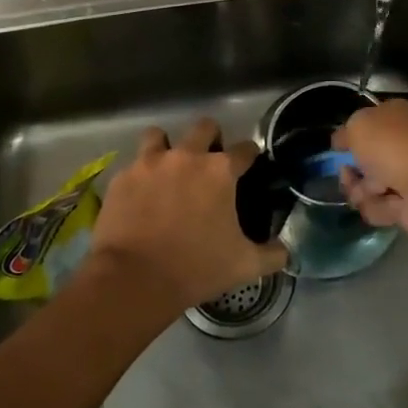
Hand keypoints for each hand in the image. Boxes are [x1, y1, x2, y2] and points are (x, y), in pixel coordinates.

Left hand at [89, 118, 288, 319]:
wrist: (134, 279)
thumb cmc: (196, 268)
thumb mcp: (245, 266)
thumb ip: (272, 254)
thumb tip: (285, 251)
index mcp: (220, 171)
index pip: (245, 149)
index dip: (250, 156)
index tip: (249, 165)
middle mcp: (186, 156)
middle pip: (204, 127)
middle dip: (211, 139)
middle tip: (209, 163)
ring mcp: (149, 163)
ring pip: (159, 136)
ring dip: (167, 147)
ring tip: (168, 169)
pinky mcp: (122, 178)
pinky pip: (133, 165)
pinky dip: (140, 176)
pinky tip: (141, 196)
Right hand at [334, 100, 407, 239]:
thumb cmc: (395, 147)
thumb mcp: (358, 126)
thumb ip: (344, 133)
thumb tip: (340, 143)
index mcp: (393, 118)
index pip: (364, 126)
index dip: (349, 138)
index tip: (337, 149)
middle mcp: (400, 145)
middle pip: (361, 161)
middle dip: (350, 171)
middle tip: (349, 175)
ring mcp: (404, 177)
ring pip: (365, 188)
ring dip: (362, 192)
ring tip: (375, 191)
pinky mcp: (407, 207)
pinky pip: (378, 209)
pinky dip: (380, 208)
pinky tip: (391, 204)